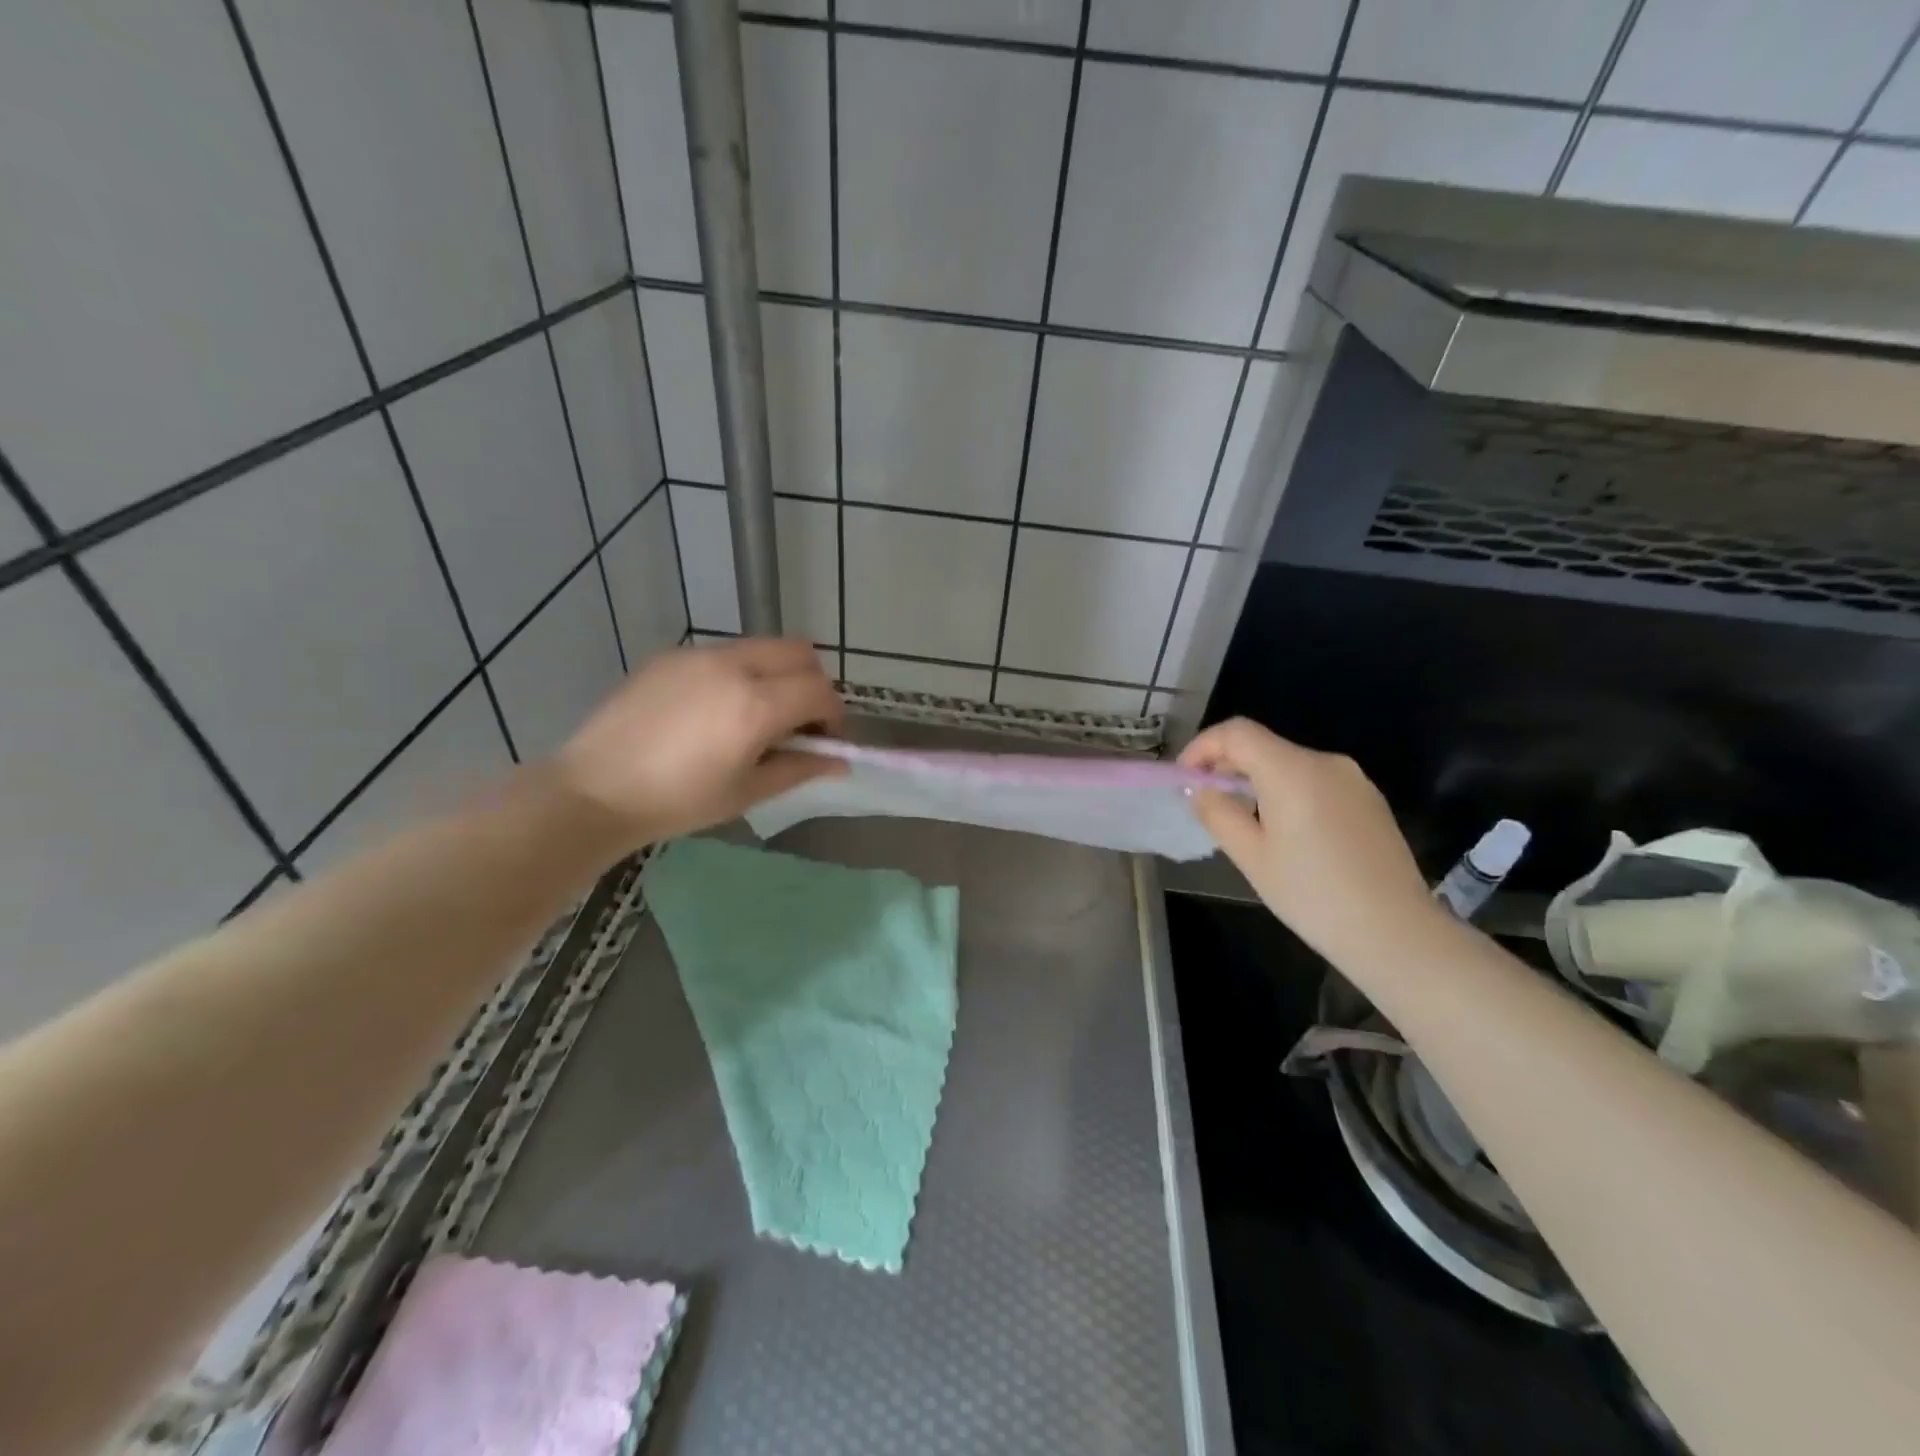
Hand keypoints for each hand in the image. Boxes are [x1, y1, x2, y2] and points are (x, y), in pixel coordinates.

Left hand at [553, 638, 843, 847]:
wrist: (595, 790)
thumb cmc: (678, 801)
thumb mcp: (747, 791)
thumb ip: (800, 768)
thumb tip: (840, 762)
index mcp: (756, 705)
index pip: (820, 691)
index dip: (833, 716)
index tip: (822, 741)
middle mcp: (733, 666)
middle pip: (800, 652)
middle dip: (811, 684)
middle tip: (797, 722)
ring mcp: (699, 654)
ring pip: (762, 647)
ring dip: (776, 674)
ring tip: (754, 715)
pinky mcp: (671, 655)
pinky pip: (724, 653)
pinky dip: (739, 673)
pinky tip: (713, 710)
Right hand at [1180, 717, 1438, 960]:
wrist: (1397, 933)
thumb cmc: (1313, 896)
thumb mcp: (1251, 857)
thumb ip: (1218, 813)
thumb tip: (1200, 789)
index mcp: (1292, 771)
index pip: (1236, 732)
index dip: (1202, 747)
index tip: (1185, 778)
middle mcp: (1325, 762)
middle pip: (1263, 746)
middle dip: (1227, 766)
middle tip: (1206, 802)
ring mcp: (1353, 779)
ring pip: (1289, 764)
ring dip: (1256, 781)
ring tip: (1242, 821)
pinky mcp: (1369, 799)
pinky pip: (1315, 782)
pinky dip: (1287, 792)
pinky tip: (1285, 833)